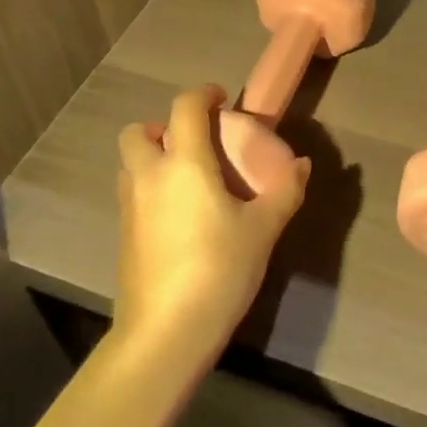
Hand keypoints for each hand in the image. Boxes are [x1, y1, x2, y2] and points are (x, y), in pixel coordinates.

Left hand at [114, 85, 311, 364]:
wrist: (166, 332)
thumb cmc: (219, 269)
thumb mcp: (263, 230)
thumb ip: (285, 191)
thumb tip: (303, 164)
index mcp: (184, 163)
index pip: (185, 107)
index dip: (204, 94)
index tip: (222, 100)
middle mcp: (149, 175)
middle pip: (138, 131)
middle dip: (163, 127)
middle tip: (195, 143)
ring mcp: (130, 206)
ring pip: (130, 163)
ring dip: (152, 157)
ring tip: (187, 178)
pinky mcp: (123, 235)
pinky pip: (132, 193)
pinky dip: (150, 188)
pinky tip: (178, 216)